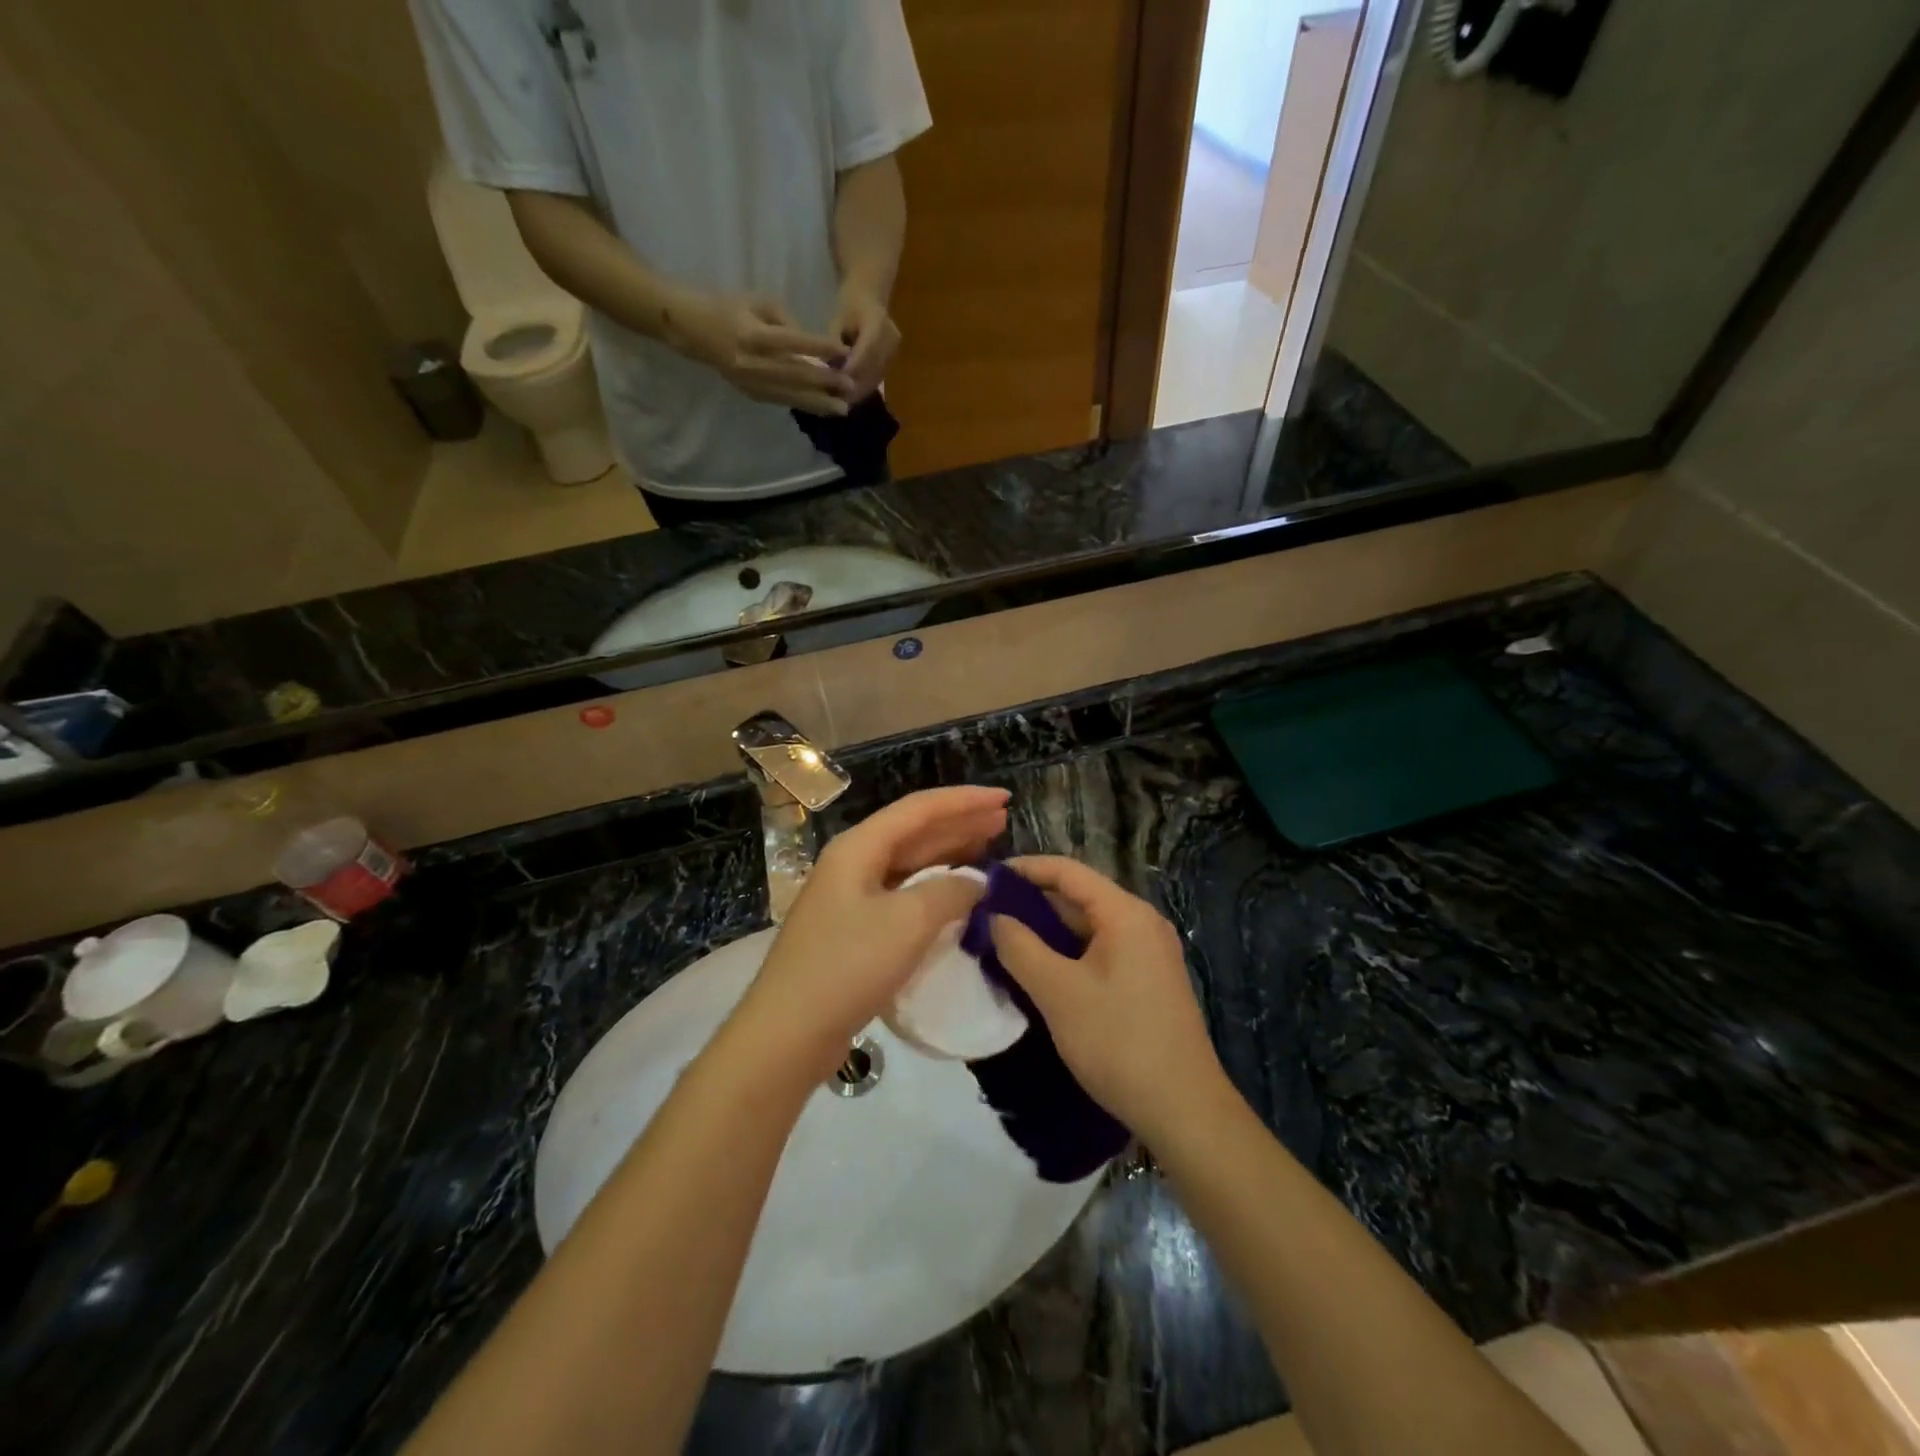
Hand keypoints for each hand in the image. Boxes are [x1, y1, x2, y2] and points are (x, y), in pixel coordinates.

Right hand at [664, 291, 852, 415]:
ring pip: (790, 395)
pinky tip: (822, 410)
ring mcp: (750, 382)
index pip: (791, 342)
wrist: (693, 330)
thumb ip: (788, 322)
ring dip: (818, 403)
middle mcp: (751, 363)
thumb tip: (814, 348)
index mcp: (752, 334)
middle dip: (824, 382)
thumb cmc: (729, 308)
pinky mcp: (751, 394)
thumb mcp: (758, 302)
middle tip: (850, 386)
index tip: (843, 351)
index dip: (819, 346)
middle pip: (794, 374)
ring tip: (842, 409)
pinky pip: (781, 401)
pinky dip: (803, 405)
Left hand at [732, 786, 1010, 1081]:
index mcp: (858, 848)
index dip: (964, 800)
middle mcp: (852, 863)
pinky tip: (957, 894)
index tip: (1005, 798)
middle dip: (959, 823)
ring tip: (988, 847)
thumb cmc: (847, 966)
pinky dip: (934, 888)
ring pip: (909, 863)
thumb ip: (949, 892)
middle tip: (1003, 819)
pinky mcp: (854, 930)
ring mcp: (851, 897)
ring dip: (949, 853)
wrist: (788, 1033)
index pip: (919, 809)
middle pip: (914, 831)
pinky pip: (903, 893)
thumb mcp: (908, 922)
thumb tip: (977, 883)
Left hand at [829, 282, 900, 401]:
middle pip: (873, 368)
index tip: (836, 383)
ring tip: (841, 401)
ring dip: (859, 390)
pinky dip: (864, 387)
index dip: (852, 369)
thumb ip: (835, 342)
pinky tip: (851, 395)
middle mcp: (890, 338)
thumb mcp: (837, 319)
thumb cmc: (849, 304)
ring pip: (876, 377)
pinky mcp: (893, 359)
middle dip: (854, 386)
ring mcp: (894, 350)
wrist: (869, 296)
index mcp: (877, 322)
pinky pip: (878, 377)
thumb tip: (832, 368)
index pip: (865, 351)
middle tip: (836, 400)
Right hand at [989, 856, 1228, 1143]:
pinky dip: (1067, 953)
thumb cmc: (1118, 1042)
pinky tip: (1038, 971)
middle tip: (986, 914)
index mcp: (1125, 913)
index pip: (1068, 871)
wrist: (1183, 1111)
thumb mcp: (1058, 992)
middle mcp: (1141, 923)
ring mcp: (1148, 953)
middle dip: (1032, 902)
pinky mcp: (1147, 981)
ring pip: (1088, 927)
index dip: (1025, 869)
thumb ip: (1020, 947)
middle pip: (1079, 897)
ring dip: (1047, 931)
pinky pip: (1099, 951)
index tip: (985, 878)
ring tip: (1003, 940)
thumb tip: (994, 917)